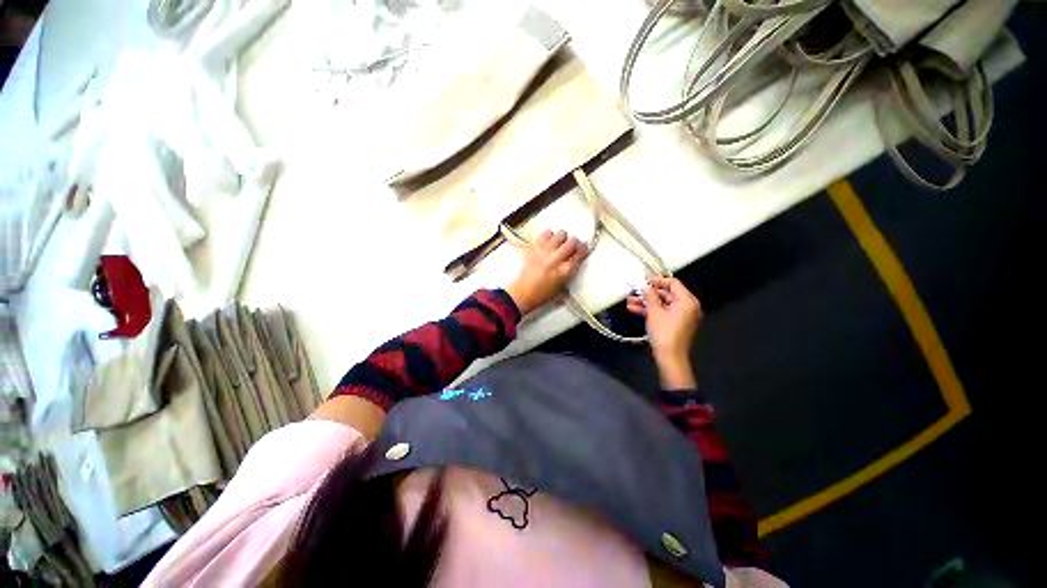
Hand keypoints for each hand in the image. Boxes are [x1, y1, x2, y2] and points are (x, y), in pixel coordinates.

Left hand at [506, 230, 587, 314]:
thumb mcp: (562, 286)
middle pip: (572, 242)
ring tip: (559, 243)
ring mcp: (543, 253)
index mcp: (564, 271)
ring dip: (561, 238)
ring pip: (559, 235)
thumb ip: (569, 272)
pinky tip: (547, 242)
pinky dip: (547, 236)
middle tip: (571, 246)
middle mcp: (555, 260)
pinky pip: (544, 234)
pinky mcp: (533, 249)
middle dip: (574, 243)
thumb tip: (575, 260)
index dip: (583, 249)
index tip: (582, 248)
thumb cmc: (542, 294)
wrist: (523, 293)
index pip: (579, 254)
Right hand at [627, 277, 701, 388]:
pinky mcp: (674, 323)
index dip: (657, 280)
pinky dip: (649, 310)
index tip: (644, 280)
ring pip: (662, 303)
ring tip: (629, 300)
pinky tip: (634, 309)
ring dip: (646, 302)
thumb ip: (650, 296)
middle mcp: (687, 306)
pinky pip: (662, 312)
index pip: (673, 283)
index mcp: (687, 301)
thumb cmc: (664, 332)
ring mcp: (680, 316)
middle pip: (666, 293)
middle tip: (633, 291)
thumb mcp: (654, 312)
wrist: (669, 357)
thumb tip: (646, 286)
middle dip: (648, 293)